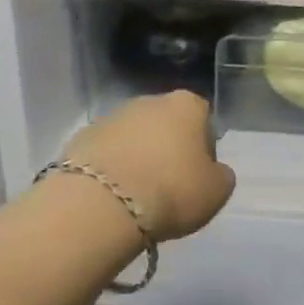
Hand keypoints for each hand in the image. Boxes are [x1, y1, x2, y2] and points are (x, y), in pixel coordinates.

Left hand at [59, 92, 235, 241]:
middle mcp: (148, 101)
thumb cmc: (171, 191)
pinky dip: (112, 167)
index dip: (204, 145)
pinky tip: (112, 194)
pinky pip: (107, 152)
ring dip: (138, 156)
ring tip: (138, 193)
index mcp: (186, 105)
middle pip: (166, 122)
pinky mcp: (82, 137)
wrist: (102, 203)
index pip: (203, 117)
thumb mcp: (216, 192)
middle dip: (168, 147)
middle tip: (169, 184)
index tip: (198, 173)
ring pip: (134, 136)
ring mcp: (112, 116)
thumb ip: (221, 175)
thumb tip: (213, 170)